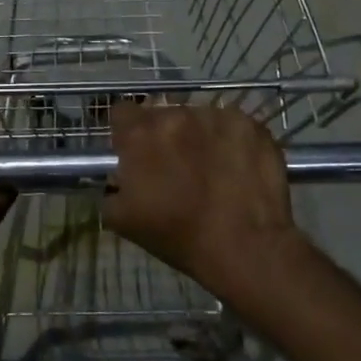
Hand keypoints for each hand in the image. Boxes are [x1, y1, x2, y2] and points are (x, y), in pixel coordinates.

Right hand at [103, 103, 304, 297]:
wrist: (244, 247)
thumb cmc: (177, 236)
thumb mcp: (120, 219)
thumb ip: (110, 188)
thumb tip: (118, 178)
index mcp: (140, 134)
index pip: (122, 112)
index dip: (126, 132)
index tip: (134, 151)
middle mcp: (176, 114)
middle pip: (163, 115)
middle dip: (165, 136)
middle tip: (175, 167)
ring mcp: (216, 116)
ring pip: (199, 119)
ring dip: (198, 137)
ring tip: (210, 169)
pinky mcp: (250, 125)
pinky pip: (232, 126)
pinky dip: (230, 142)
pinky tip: (237, 168)